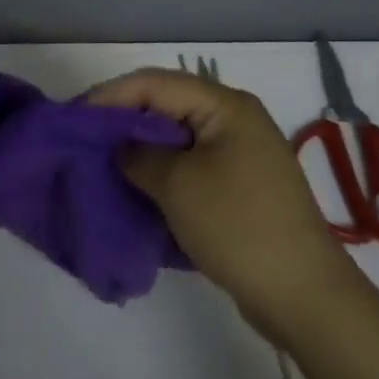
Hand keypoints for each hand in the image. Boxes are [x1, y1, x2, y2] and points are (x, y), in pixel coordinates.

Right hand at [89, 67, 357, 339]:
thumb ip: (137, 153)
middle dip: (122, 121)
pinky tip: (136, 188)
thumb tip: (120, 147)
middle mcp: (234, 120)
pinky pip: (190, 165)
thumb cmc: (237, 226)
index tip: (74, 117)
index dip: (110, 96)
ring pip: (175, 138)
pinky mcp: (240, 186)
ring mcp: (240, 154)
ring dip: (140, 149)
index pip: (154, 83)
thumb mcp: (176, 184)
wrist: (304, 296)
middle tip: (84, 140)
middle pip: (165, 105)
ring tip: (102, 164)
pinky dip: (161, 172)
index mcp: (224, 106)